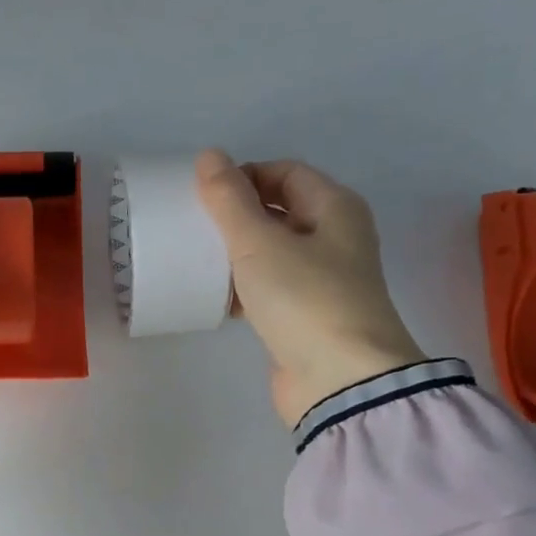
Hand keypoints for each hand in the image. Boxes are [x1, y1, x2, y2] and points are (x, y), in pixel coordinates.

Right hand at [195, 149, 423, 426]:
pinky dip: (243, 287)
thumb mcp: (260, 242)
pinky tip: (214, 296)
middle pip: (278, 210)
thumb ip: (230, 199)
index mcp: (335, 208)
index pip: (285, 172)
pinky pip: (269, 288)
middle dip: (236, 215)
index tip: (204, 195)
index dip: (244, 175)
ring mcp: (322, 279)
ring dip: (236, 252)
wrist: (340, 380)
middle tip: (195, 225)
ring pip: (271, 251)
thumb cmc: (304, 298)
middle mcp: (334, 238)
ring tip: (196, 259)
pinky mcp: (305, 315)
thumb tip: (210, 156)